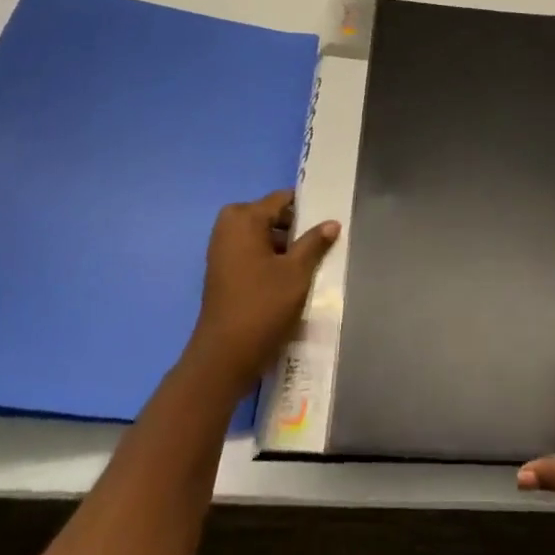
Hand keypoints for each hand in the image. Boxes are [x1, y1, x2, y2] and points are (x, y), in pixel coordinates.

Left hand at [186, 190, 339, 397]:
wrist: (224, 355)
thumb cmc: (263, 305)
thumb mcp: (297, 272)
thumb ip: (314, 243)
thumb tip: (332, 223)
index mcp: (244, 219)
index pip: (281, 199)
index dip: (306, 207)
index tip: (328, 219)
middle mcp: (228, 228)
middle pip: (270, 216)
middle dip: (295, 227)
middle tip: (322, 242)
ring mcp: (222, 251)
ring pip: (261, 236)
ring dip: (284, 245)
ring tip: (311, 260)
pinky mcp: (223, 272)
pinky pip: (251, 252)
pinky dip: (270, 258)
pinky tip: (291, 276)